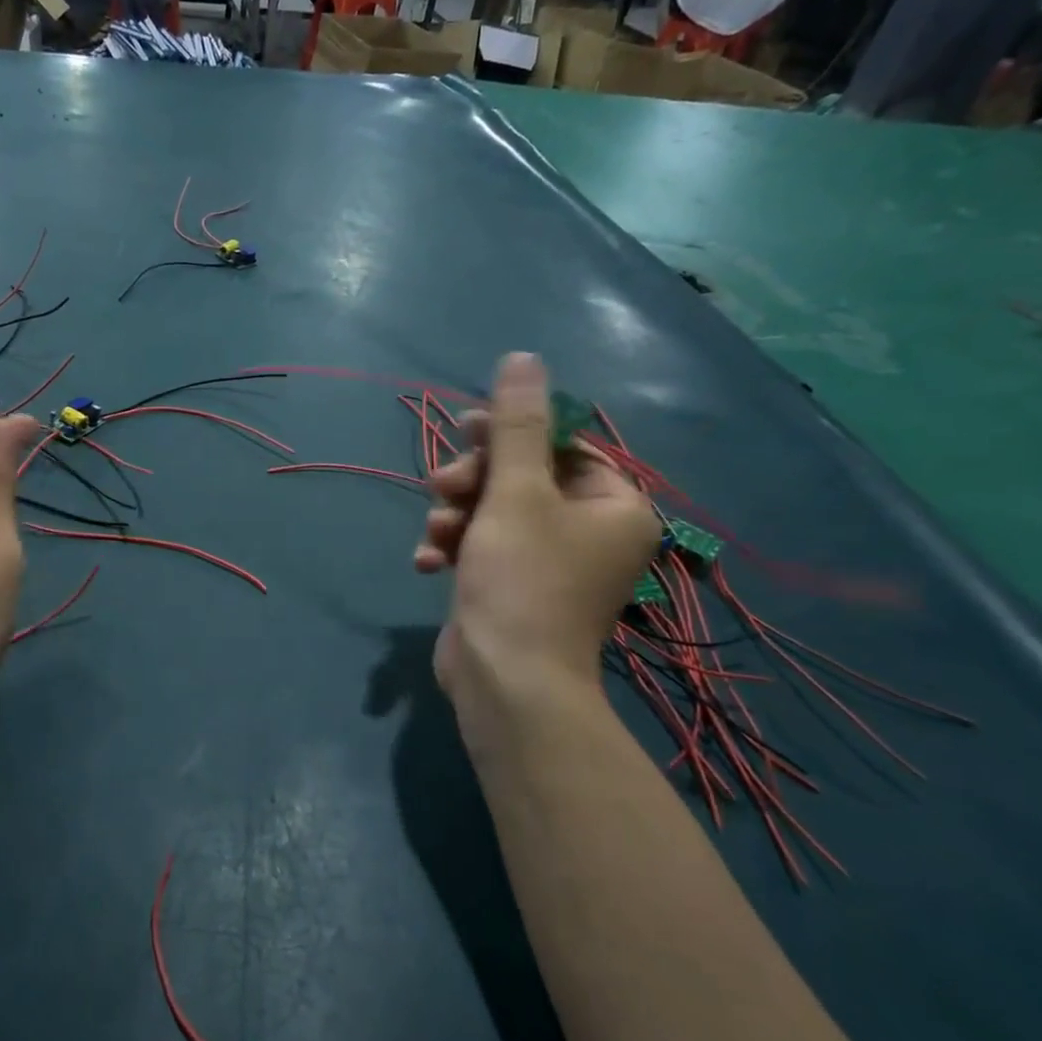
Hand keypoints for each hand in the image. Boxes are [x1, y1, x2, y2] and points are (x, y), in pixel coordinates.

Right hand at [414, 353, 658, 728]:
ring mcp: (550, 564)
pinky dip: (455, 548)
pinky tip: (427, 562)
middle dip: (475, 479)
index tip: (467, 426)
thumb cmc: (521, 580)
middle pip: (525, 477)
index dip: (512, 431)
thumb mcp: (515, 492)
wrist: (505, 682)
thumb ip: (515, 425)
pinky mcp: (514, 587)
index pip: (564, 444)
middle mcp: (591, 533)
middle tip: (442, 484)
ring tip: (436, 532)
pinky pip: (484, 548)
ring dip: (457, 515)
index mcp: (614, 506)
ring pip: (495, 511)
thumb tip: (523, 358)